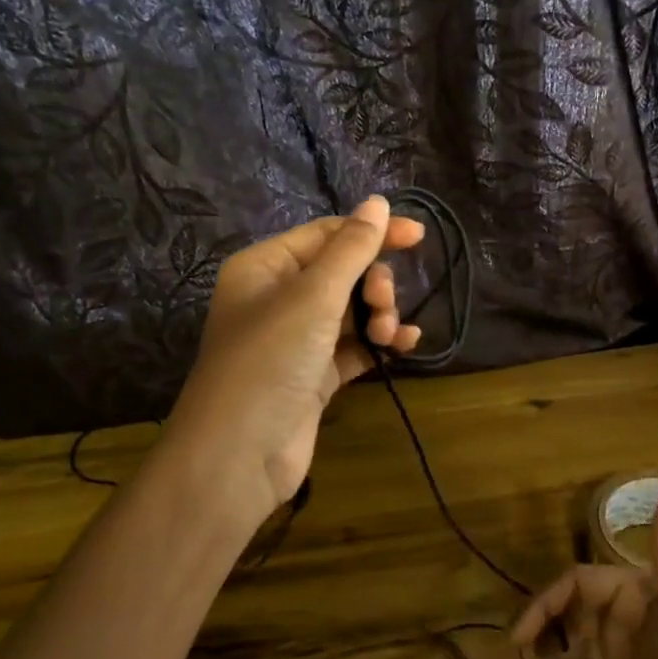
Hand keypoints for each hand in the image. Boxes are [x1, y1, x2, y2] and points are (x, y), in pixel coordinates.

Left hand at [163, 196, 424, 522]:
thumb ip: (351, 249)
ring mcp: (296, 339)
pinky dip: (378, 343)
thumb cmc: (270, 361)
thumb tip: (377, 202)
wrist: (239, 455)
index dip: (372, 232)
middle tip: (384, 304)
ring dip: (379, 315)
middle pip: (343, 273)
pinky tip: (405, 345)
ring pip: (352, 311)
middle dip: (373, 284)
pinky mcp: (313, 375)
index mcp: (265, 267)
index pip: (326, 235)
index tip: (418, 236)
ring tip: (389, 333)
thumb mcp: (313, 297)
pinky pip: (354, 346)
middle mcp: (278, 298)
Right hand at [511, 486, 657, 658]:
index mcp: (644, 589)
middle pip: (574, 604)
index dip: (549, 600)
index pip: (582, 581)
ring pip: (576, 630)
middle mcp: (633, 610)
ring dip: (550, 641)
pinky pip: (585, 658)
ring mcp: (629, 646)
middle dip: (543, 622)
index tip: (519, 633)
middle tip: (517, 655)